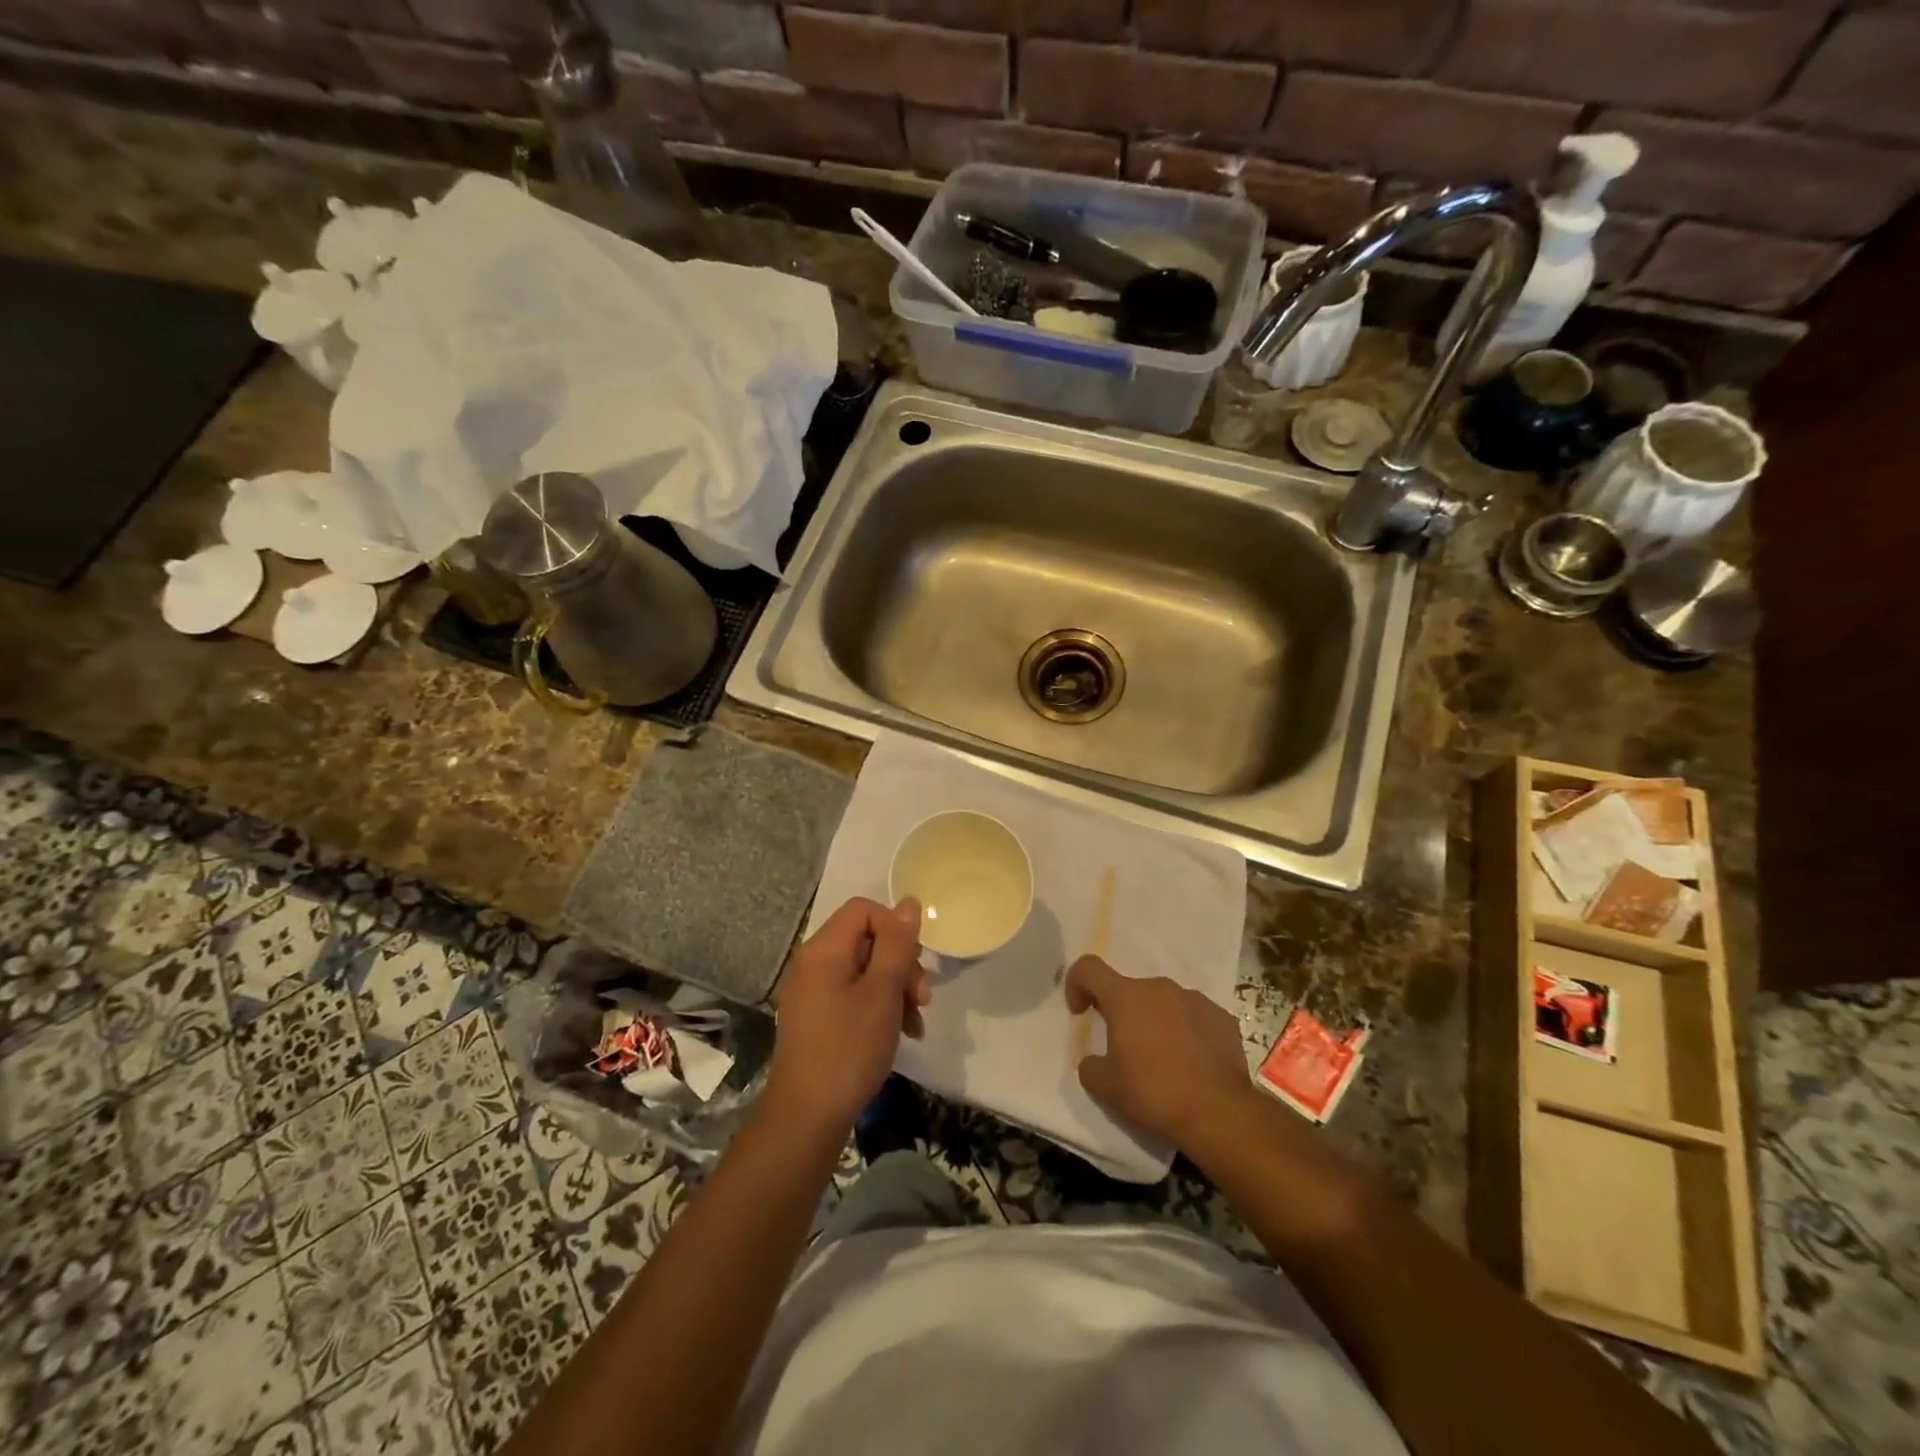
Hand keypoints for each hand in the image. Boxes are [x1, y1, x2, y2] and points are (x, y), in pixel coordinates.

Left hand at [767, 896, 928, 1136]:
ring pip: (864, 970)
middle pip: (866, 940)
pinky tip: (899, 1034)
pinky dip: (877, 1007)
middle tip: (921, 999)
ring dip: (894, 989)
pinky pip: (851, 994)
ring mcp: (810, 992)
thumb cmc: (849, 1049)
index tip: (913, 963)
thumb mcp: (883, 992)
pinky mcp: (814, 1017)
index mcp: (823, 950)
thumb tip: (908, 902)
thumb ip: (897, 944)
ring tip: (915, 1023)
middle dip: (900, 964)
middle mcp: (811, 963)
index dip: (895, 928)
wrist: (807, 1118)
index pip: (864, 910)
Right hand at [1065, 955, 1250, 1146]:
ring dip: (1156, 1022)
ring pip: (1164, 1003)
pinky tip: (1192, 1065)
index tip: (1081, 1012)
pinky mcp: (1223, 1018)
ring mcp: (1195, 999)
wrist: (1219, 1113)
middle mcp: (1160, 988)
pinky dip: (1187, 1033)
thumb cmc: (1153, 1092)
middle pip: (1130, 990)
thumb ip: (1090, 1065)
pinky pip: (1194, 1018)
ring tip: (1163, 1060)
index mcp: (1125, 996)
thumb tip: (1093, 1061)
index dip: (1077, 983)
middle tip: (1125, 1050)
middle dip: (1123, 1014)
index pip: (1088, 968)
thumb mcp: (1105, 1087)